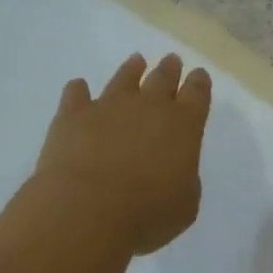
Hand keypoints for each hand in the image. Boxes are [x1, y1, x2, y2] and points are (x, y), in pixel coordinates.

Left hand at [34, 53, 211, 255]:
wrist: (86, 210)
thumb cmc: (147, 213)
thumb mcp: (185, 204)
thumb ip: (184, 179)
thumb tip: (173, 169)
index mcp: (183, 125)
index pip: (197, 95)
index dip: (199, 84)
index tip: (199, 75)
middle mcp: (148, 107)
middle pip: (162, 79)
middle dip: (169, 70)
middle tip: (172, 60)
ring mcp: (108, 107)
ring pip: (123, 79)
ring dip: (131, 69)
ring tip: (136, 61)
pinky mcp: (72, 116)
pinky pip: (76, 95)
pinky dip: (78, 90)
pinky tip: (78, 87)